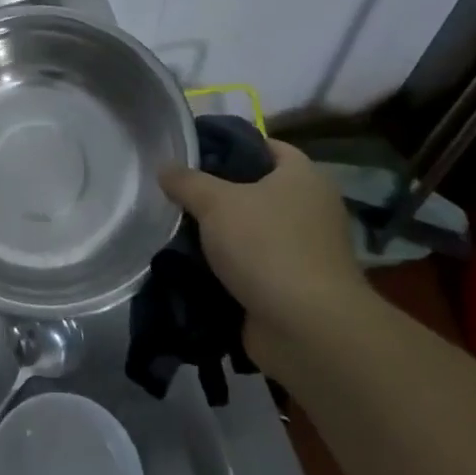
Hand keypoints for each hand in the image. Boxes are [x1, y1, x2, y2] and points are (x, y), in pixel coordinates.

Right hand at [159, 139, 366, 372]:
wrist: (307, 330)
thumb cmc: (267, 246)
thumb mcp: (215, 202)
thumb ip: (186, 181)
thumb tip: (165, 168)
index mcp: (303, 177)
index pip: (265, 146)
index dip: (230, 144)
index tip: (192, 151)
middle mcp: (310, 209)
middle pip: (255, 189)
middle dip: (217, 193)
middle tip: (177, 192)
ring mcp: (304, 252)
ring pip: (250, 231)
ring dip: (218, 235)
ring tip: (175, 228)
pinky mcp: (291, 288)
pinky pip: (251, 267)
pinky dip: (225, 268)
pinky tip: (190, 265)